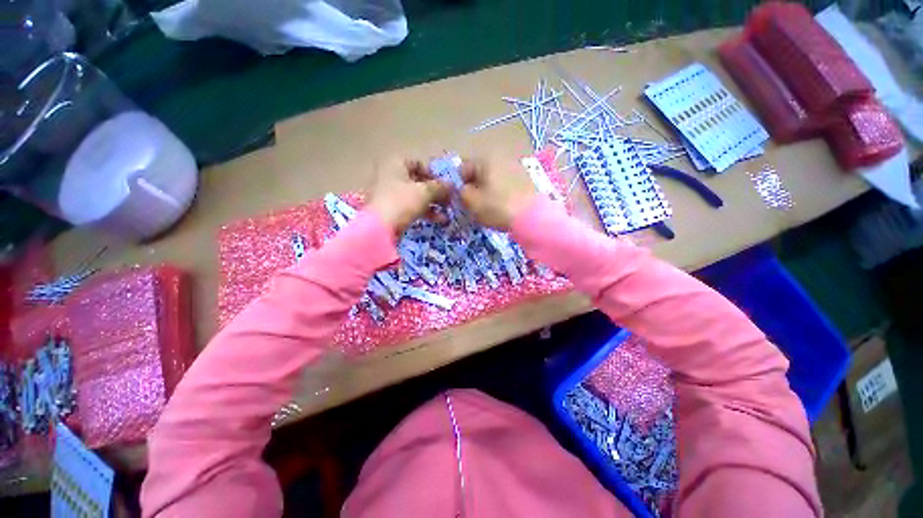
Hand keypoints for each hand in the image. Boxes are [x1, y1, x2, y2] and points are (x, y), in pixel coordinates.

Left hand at [366, 157, 450, 235]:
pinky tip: (439, 220)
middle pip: (417, 180)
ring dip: (432, 203)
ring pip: (415, 195)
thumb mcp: (424, 192)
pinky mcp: (390, 210)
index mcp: (395, 163)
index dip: (433, 173)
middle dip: (435, 191)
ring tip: (447, 212)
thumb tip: (452, 185)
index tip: (445, 185)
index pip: (418, 162)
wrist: (379, 229)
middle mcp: (390, 175)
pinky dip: (424, 211)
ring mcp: (389, 194)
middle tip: (449, 200)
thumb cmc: (401, 202)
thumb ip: (440, 187)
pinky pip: (410, 207)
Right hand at [459, 157, 537, 229]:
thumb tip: (463, 189)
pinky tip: (502, 206)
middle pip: (479, 172)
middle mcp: (501, 158)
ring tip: (489, 207)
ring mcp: (515, 167)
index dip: (459, 185)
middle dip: (474, 187)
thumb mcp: (472, 202)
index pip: (463, 168)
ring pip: (493, 178)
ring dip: (487, 190)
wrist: (531, 217)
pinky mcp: (526, 179)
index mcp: (485, 159)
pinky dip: (500, 192)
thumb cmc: (497, 207)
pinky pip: (505, 183)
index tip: (462, 200)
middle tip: (475, 204)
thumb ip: (461, 192)